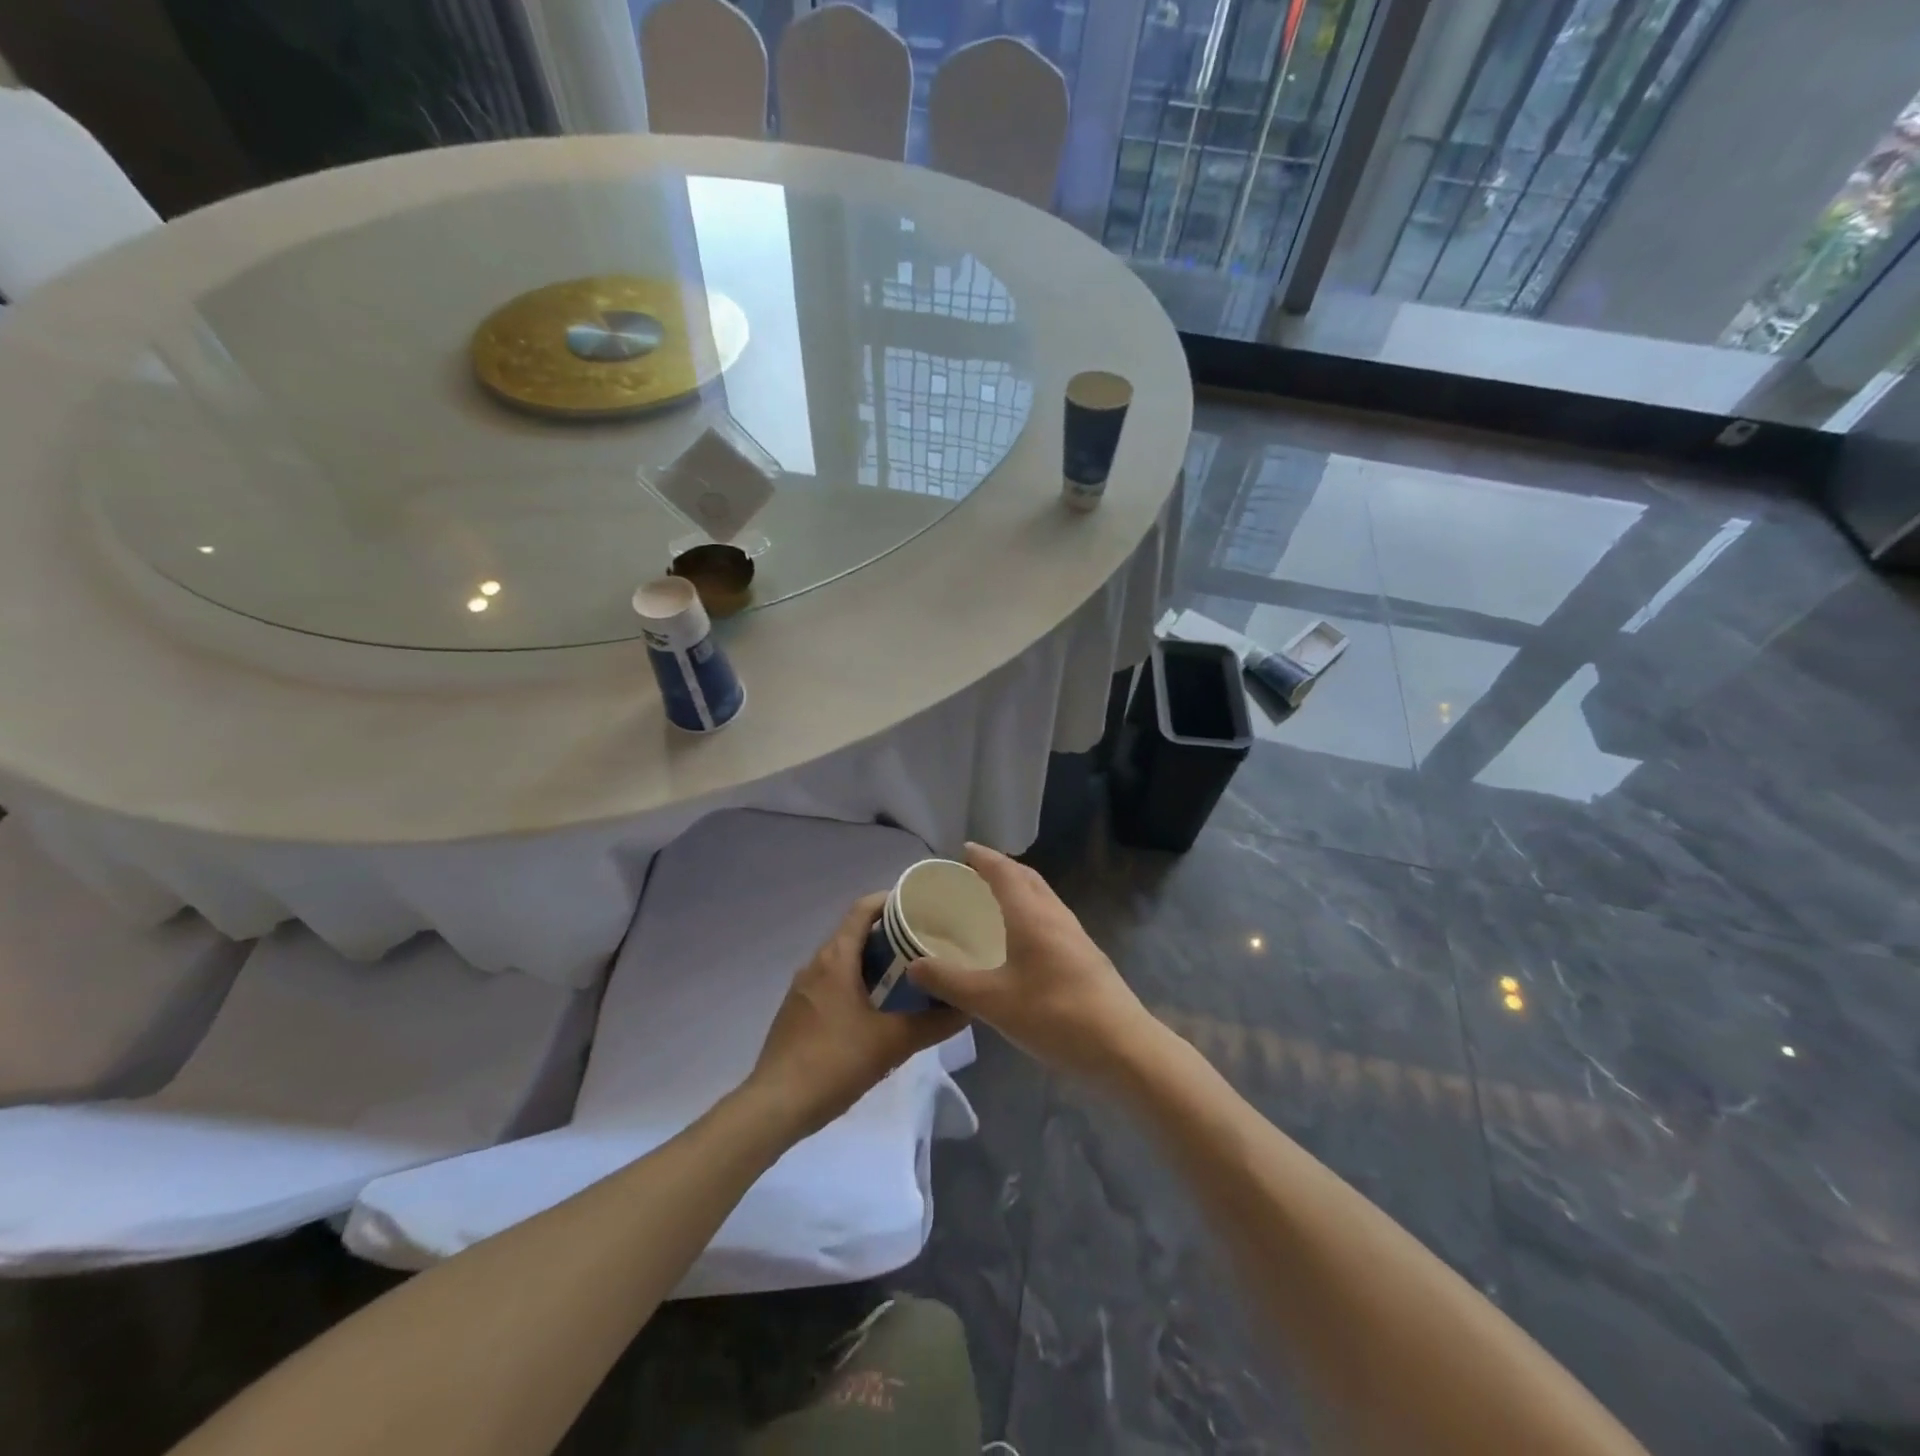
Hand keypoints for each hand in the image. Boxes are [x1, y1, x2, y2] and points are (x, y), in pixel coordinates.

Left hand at [746, 894, 968, 1140]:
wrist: (775, 1105)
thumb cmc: (834, 1062)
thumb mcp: (892, 1043)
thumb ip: (933, 1024)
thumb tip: (968, 1008)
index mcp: (836, 958)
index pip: (863, 909)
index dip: (891, 900)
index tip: (921, 905)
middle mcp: (816, 964)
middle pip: (855, 933)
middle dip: (890, 934)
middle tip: (926, 943)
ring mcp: (803, 988)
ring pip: (844, 960)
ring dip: (874, 961)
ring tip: (910, 973)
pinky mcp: (798, 1012)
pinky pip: (832, 982)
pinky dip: (857, 982)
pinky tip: (879, 1007)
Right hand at [905, 844, 1152, 1085]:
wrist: (1121, 1046)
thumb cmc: (1054, 1015)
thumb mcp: (992, 1002)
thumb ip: (950, 981)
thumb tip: (914, 964)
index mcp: (1031, 915)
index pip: (1004, 872)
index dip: (983, 858)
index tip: (963, 850)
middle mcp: (1055, 916)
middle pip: (1028, 878)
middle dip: (1001, 868)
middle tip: (974, 873)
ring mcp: (1075, 935)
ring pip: (1043, 898)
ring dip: (1019, 889)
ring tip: (994, 901)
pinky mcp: (1085, 956)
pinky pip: (1051, 918)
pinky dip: (1031, 912)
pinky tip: (1022, 940)